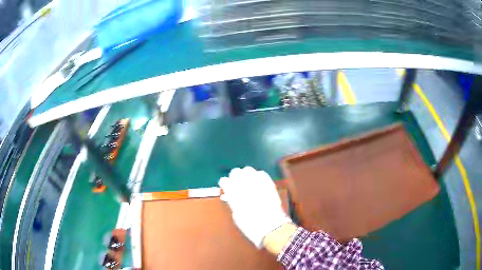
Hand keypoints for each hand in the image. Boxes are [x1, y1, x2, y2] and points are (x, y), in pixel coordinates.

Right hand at [218, 167, 291, 247]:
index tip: (226, 188)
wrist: (271, 227)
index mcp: (233, 194)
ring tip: (248, 182)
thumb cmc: (250, 225)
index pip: (224, 180)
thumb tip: (228, 197)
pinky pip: (261, 173)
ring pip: (248, 169)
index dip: (224, 184)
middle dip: (234, 177)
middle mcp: (244, 185)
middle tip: (237, 184)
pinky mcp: (269, 183)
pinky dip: (258, 176)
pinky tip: (258, 183)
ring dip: (246, 175)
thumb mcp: (236, 216)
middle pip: (235, 171)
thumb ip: (232, 203)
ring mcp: (257, 182)